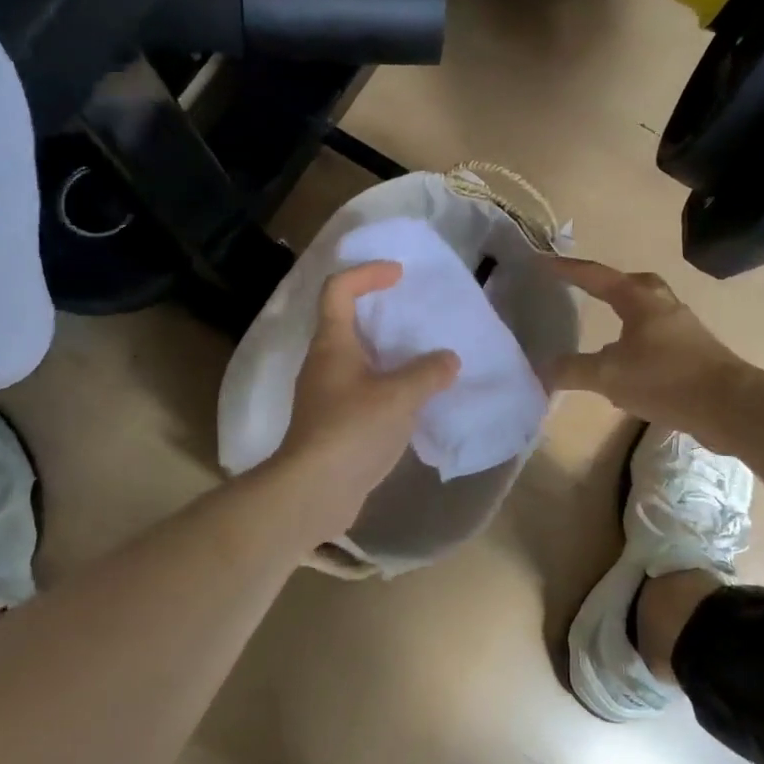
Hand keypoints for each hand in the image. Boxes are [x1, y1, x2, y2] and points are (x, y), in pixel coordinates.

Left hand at [272, 261, 460, 537]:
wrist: (314, 490)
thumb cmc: (352, 430)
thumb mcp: (399, 396)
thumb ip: (428, 373)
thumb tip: (449, 360)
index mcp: (332, 343)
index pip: (339, 289)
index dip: (367, 273)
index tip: (399, 275)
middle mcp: (324, 362)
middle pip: (347, 321)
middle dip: (380, 312)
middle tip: (415, 315)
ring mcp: (326, 394)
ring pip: (357, 358)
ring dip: (387, 352)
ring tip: (423, 357)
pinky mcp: (334, 422)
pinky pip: (363, 389)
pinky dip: (388, 384)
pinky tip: (414, 399)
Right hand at [547, 259, 747, 433]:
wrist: (730, 406)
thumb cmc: (665, 379)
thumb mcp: (609, 376)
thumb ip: (573, 370)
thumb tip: (542, 368)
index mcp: (639, 300)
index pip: (596, 276)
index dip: (568, 269)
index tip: (543, 262)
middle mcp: (663, 306)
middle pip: (632, 284)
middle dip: (607, 285)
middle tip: (586, 288)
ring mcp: (683, 329)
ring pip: (648, 311)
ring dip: (626, 316)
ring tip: (605, 330)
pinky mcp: (695, 354)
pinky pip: (658, 338)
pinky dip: (638, 344)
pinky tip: (628, 368)